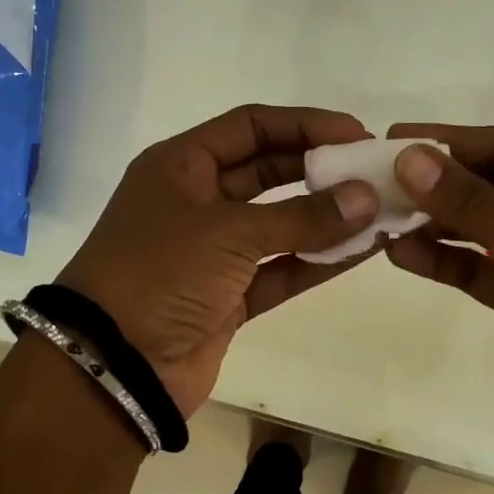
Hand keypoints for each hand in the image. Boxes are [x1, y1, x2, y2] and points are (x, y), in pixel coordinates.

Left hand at [57, 105, 379, 415]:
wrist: (113, 368)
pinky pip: (281, 268)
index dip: (304, 124)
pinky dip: (317, 260)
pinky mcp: (229, 295)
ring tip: (380, 210)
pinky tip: (362, 250)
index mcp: (180, 166)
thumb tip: (367, 197)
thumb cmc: (160, 275)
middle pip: (268, 170)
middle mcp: (197, 200)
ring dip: (326, 217)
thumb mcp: (230, 234)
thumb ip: (303, 216)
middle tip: (373, 171)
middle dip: (320, 169)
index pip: (251, 126)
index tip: (356, 133)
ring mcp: (213, 251)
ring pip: (280, 222)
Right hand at [384, 124, 493, 459]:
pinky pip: (477, 268)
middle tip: (378, 175)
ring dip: (435, 221)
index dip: (453, 141)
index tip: (394, 138)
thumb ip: (476, 207)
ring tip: (380, 214)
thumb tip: (410, 158)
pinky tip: (401, 253)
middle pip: (493, 183)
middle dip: (439, 181)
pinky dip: (443, 260)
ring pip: (480, 227)